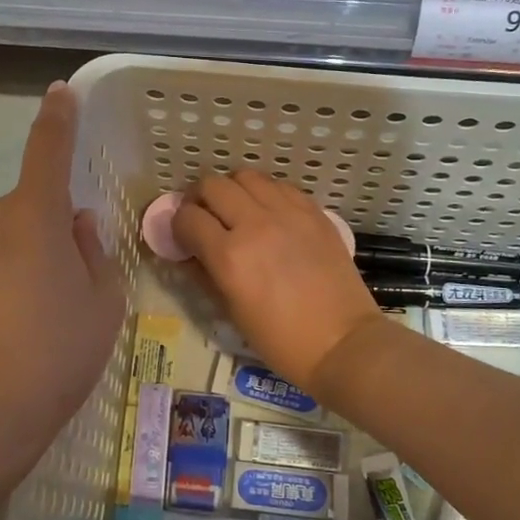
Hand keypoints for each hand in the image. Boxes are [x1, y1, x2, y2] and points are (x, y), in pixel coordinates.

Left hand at [0, 82, 125, 507]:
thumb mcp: (102, 303)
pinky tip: (6, 328)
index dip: (57, 119)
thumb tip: (76, 225)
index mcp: (33, 215)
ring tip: (36, 315)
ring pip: (3, 236)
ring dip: (23, 256)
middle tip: (69, 284)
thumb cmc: (55, 354)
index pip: (47, 150)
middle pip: (29, 207)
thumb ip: (94, 252)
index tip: (61, 93)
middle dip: (50, 229)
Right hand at [172, 171, 378, 390]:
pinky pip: (279, 185)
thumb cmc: (281, 340)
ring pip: (245, 176)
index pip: (188, 218)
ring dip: (232, 190)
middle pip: (212, 185)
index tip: (182, 236)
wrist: (342, 343)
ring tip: (235, 210)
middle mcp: (256, 224)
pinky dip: (264, 193)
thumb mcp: (231, 312)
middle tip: (203, 217)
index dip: (178, 225)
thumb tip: (187, 254)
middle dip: (199, 199)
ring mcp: (288, 213)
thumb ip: (203, 275)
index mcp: (230, 256)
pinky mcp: (313, 211)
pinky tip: (267, 213)